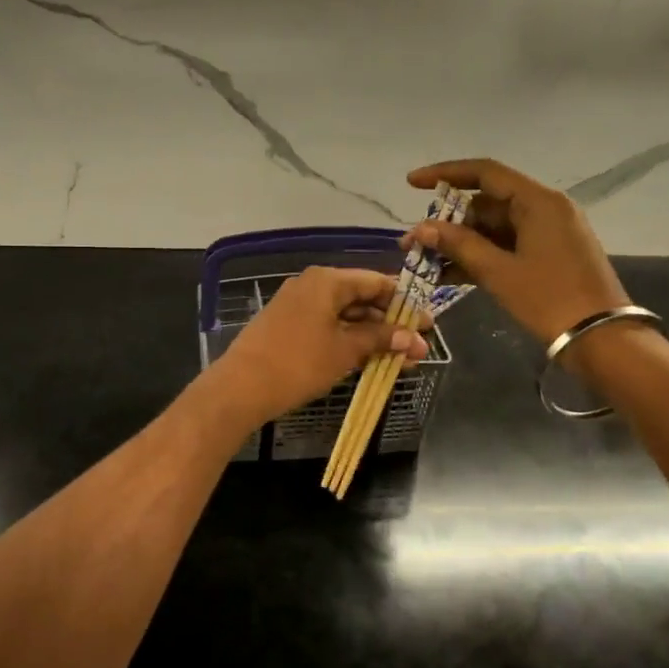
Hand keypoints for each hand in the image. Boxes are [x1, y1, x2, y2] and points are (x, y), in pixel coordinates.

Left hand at [204, 267, 428, 431]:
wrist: (241, 387)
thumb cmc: (299, 363)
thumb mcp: (346, 351)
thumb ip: (382, 340)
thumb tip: (416, 340)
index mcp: (327, 281)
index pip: (375, 281)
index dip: (404, 302)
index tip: (427, 323)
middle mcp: (311, 285)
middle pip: (360, 297)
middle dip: (389, 322)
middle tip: (416, 346)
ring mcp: (296, 305)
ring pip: (343, 315)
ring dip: (371, 335)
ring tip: (398, 359)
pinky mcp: (286, 326)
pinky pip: (326, 326)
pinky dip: (348, 339)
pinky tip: (367, 359)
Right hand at [403, 158, 628, 343]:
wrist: (600, 338)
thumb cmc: (549, 298)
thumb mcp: (499, 272)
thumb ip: (459, 245)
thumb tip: (421, 229)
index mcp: (538, 201)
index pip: (485, 173)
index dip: (445, 174)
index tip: (411, 183)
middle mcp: (545, 208)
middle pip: (487, 202)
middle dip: (448, 221)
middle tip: (415, 240)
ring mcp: (548, 233)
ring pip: (494, 228)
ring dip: (460, 242)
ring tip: (424, 261)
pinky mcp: (548, 256)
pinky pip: (506, 246)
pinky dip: (479, 257)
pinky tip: (447, 275)